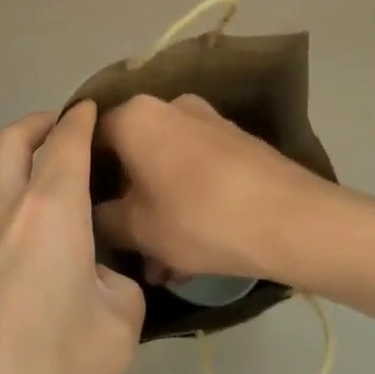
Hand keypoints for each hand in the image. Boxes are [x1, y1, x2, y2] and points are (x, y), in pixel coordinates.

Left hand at [0, 102, 144, 373]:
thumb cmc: (52, 371)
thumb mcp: (119, 328)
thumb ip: (119, 287)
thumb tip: (98, 279)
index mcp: (49, 210)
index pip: (65, 141)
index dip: (81, 118)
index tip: (92, 108)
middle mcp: (1, 214)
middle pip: (11, 142)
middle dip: (37, 124)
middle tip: (62, 130)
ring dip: (23, 179)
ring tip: (61, 217)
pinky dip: (11, 224)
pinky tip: (33, 274)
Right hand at [96, 93, 338, 287]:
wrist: (292, 219)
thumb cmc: (200, 218)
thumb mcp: (138, 229)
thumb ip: (103, 220)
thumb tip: (92, 216)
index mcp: (136, 116)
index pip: (89, 138)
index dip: (82, 178)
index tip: (82, 214)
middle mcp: (170, 106)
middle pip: (131, 155)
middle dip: (126, 205)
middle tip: (126, 249)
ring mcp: (207, 121)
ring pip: (165, 168)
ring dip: (157, 212)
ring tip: (163, 267)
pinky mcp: (236, 142)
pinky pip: (195, 171)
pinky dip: (186, 204)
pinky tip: (192, 254)